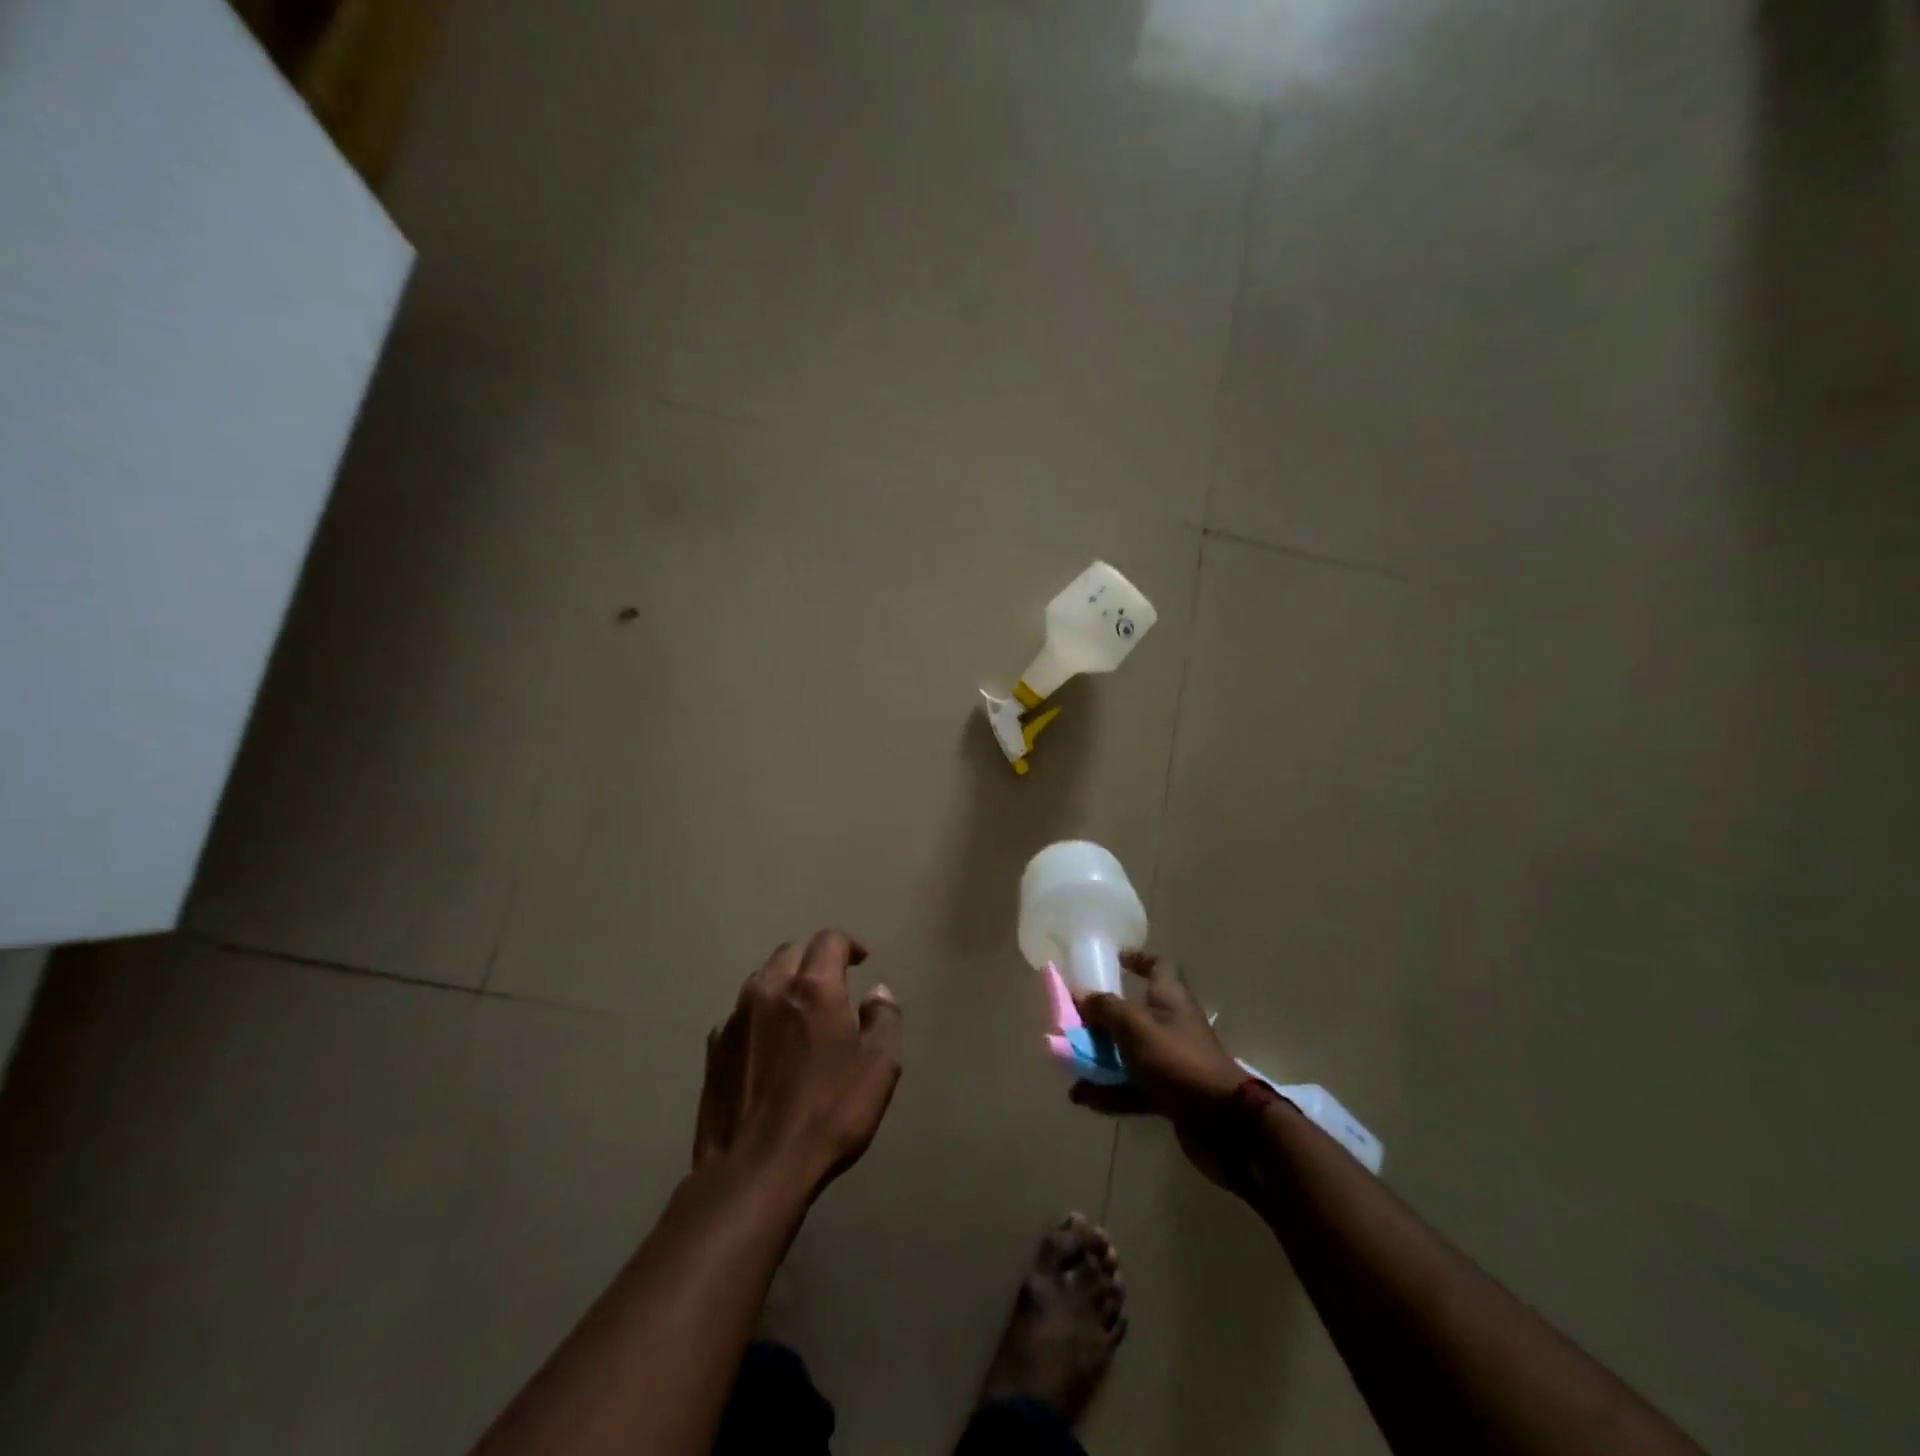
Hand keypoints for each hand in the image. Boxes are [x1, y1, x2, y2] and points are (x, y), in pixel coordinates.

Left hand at [694, 930, 903, 1199]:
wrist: (754, 1171)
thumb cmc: (828, 1115)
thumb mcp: (878, 1068)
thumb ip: (883, 1020)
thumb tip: (878, 993)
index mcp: (813, 987)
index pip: (829, 940)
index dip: (848, 944)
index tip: (861, 960)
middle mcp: (770, 989)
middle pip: (792, 951)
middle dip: (815, 958)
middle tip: (834, 981)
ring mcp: (736, 1017)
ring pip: (763, 977)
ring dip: (785, 981)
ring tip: (801, 1006)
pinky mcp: (715, 1048)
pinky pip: (742, 1012)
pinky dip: (761, 1013)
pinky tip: (770, 1042)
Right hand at [1069, 951, 1246, 1186]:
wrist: (1225, 1123)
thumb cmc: (1178, 1060)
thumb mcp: (1135, 1027)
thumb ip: (1105, 1009)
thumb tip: (1079, 994)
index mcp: (1169, 999)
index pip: (1157, 966)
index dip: (1137, 959)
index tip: (1114, 960)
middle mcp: (1170, 1025)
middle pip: (1133, 1012)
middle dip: (1102, 1018)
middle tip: (1074, 1022)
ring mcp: (1170, 1062)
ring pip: (1128, 1053)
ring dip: (1099, 1059)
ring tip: (1069, 1064)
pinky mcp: (1169, 1094)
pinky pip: (1132, 1087)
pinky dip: (1109, 1092)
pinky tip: (1084, 1098)